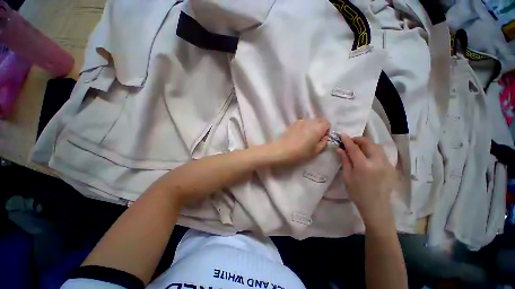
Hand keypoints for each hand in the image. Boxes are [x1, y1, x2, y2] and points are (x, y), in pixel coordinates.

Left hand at [268, 119, 329, 165]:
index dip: (326, 131)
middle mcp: (310, 121)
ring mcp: (300, 121)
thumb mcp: (316, 151)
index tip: (320, 139)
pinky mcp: (293, 123)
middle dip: (319, 128)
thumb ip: (323, 142)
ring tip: (305, 137)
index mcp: (318, 127)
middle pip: (319, 121)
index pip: (327, 123)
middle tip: (314, 139)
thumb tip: (324, 136)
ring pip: (310, 121)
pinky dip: (304, 127)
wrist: (281, 150)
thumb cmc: (300, 153)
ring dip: (311, 127)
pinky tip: (298, 136)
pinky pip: (303, 123)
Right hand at [337, 135, 395, 225]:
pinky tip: (367, 154)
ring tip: (358, 146)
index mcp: (364, 166)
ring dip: (366, 143)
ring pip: (377, 147)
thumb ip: (345, 161)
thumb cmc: (357, 193)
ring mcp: (386, 164)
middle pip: (368, 143)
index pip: (354, 148)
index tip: (342, 135)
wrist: (376, 206)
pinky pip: (381, 153)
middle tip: (350, 141)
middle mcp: (377, 162)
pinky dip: (373, 150)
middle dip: (358, 139)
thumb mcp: (347, 177)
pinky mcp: (390, 167)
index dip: (347, 140)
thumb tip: (340, 149)